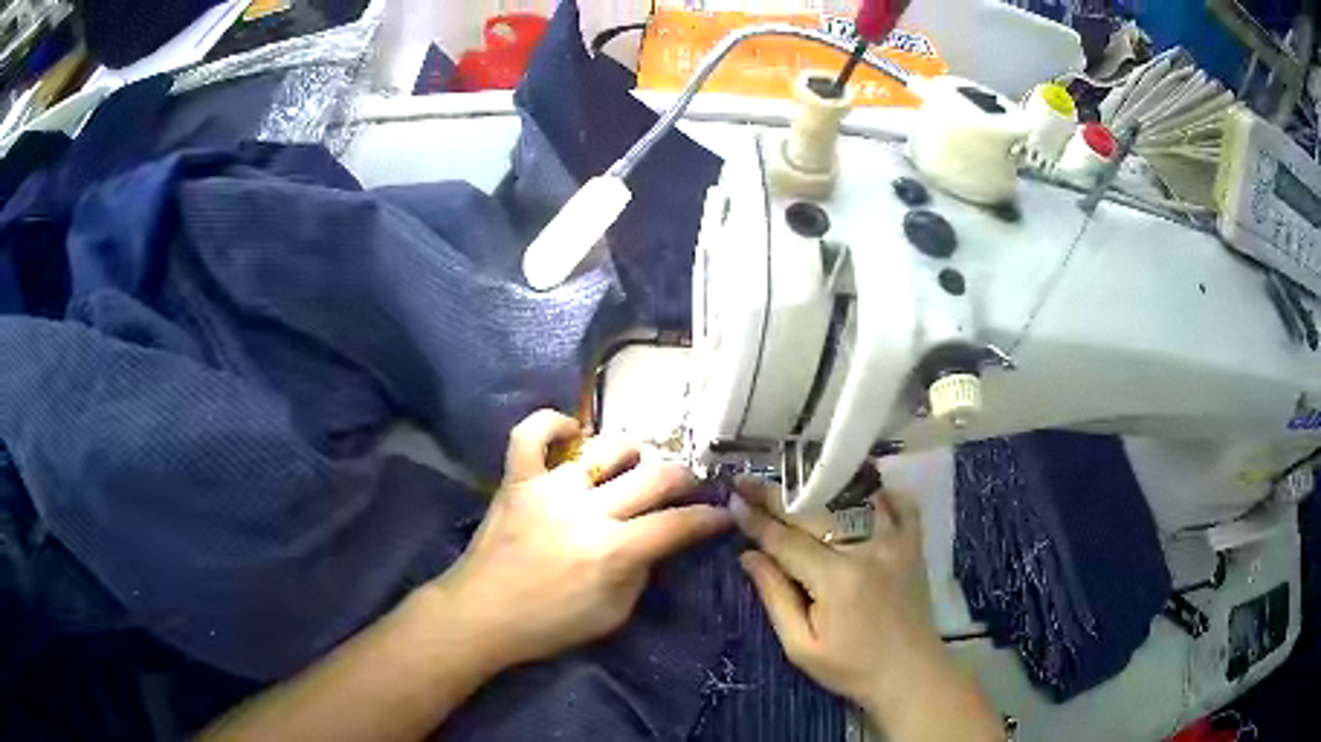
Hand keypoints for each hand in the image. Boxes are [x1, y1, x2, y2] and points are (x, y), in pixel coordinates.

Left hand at [433, 410, 730, 672]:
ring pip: (604, 449)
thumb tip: (654, 541)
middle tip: (690, 487)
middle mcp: (585, 511)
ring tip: (637, 464)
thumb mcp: (612, 615)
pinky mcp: (516, 480)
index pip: (677, 525)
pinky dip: (551, 423)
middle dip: (684, 480)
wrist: (480, 615)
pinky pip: (530, 434)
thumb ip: (641, 574)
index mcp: (612, 551)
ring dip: (633, 453)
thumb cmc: (548, 624)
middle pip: (652, 479)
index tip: (721, 514)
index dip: (709, 519)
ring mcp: (548, 489)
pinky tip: (572, 431)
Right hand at [733, 479, 1001, 740]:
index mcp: (836, 579)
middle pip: (816, 512)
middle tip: (748, 481)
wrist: (909, 674)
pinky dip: (879, 491)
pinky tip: (858, 487)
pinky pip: (900, 504)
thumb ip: (776, 598)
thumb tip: (748, 555)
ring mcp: (896, 542)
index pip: (787, 540)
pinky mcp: (914, 545)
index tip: (732, 499)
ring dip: (823, 485)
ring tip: (793, 477)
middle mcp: (867, 550)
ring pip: (856, 498)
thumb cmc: (851, 667)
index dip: (756, 520)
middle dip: (777, 496)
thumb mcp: (800, 646)